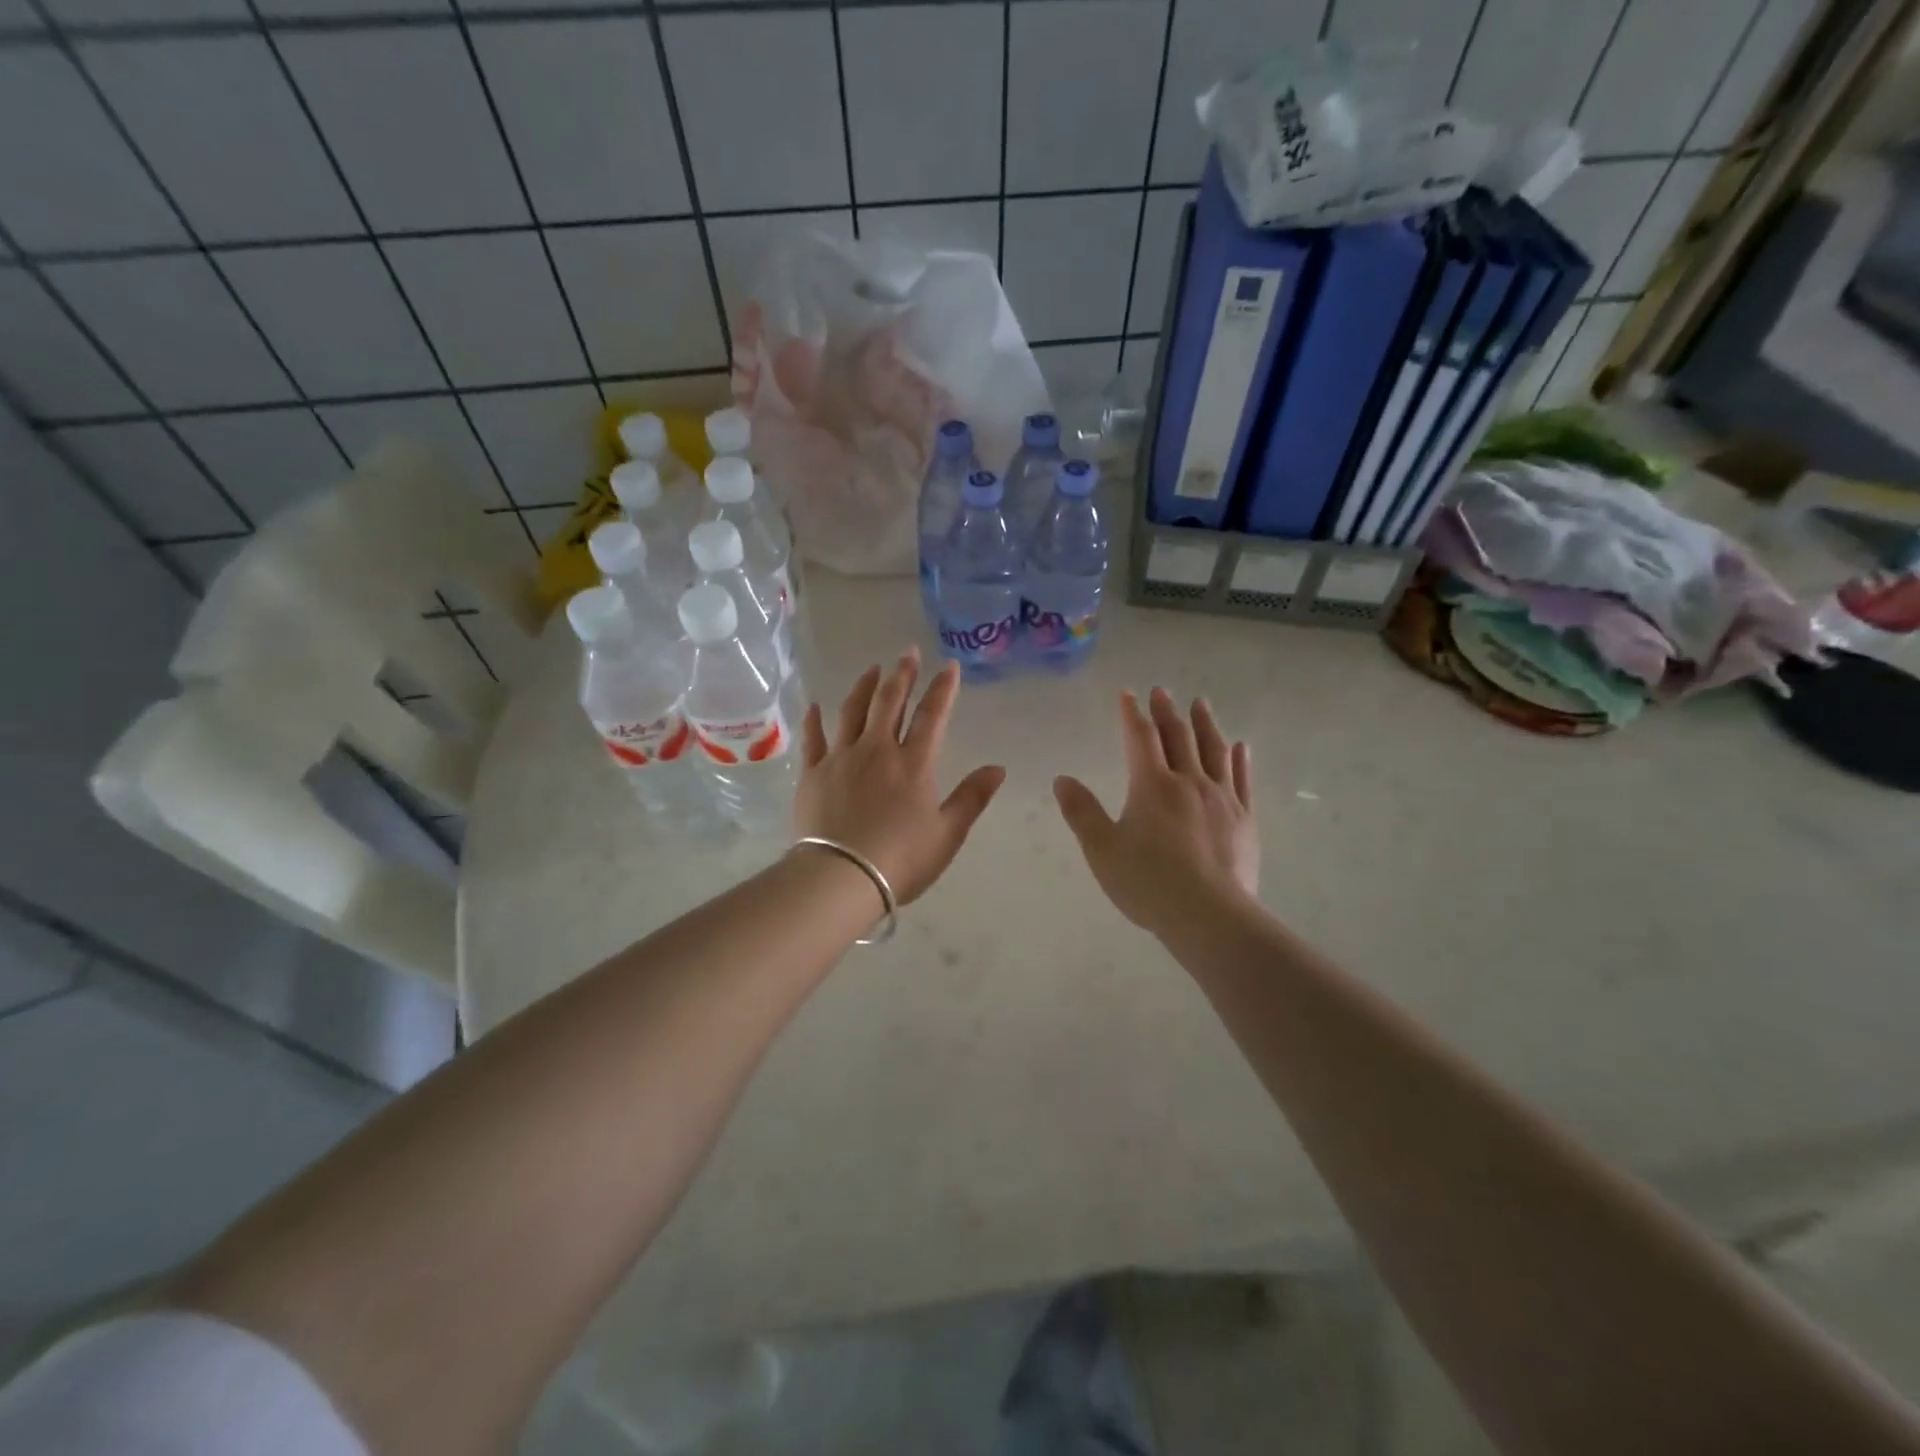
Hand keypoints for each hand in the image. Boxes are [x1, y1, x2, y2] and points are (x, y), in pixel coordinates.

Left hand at [795, 649, 1006, 905]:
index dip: (942, 689)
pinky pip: (814, 738)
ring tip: (873, 669)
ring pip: (853, 711)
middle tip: (907, 653)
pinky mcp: (813, 773)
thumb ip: (972, 797)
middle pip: (889, 702)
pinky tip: (816, 706)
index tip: (948, 665)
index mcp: (913, 763)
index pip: (931, 716)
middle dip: (902, 674)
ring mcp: (841, 758)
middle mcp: (877, 750)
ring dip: (864, 686)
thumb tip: (998, 768)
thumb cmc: (901, 859)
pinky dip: (815, 719)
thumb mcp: (948, 833)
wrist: (840, 877)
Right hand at [1053, 688, 1259, 936]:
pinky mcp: (1244, 819)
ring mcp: (1221, 798)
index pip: (1140, 737)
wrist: (1209, 915)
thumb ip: (1081, 812)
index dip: (1131, 714)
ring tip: (1200, 704)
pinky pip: (1243, 779)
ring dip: (1205, 724)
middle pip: (1178, 736)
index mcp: (1151, 785)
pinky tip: (1241, 747)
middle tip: (1162, 692)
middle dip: (1167, 711)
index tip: (1127, 694)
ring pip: (1214, 750)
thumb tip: (1062, 779)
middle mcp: (1189, 781)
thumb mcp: (1102, 849)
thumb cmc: (1148, 882)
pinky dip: (1240, 759)